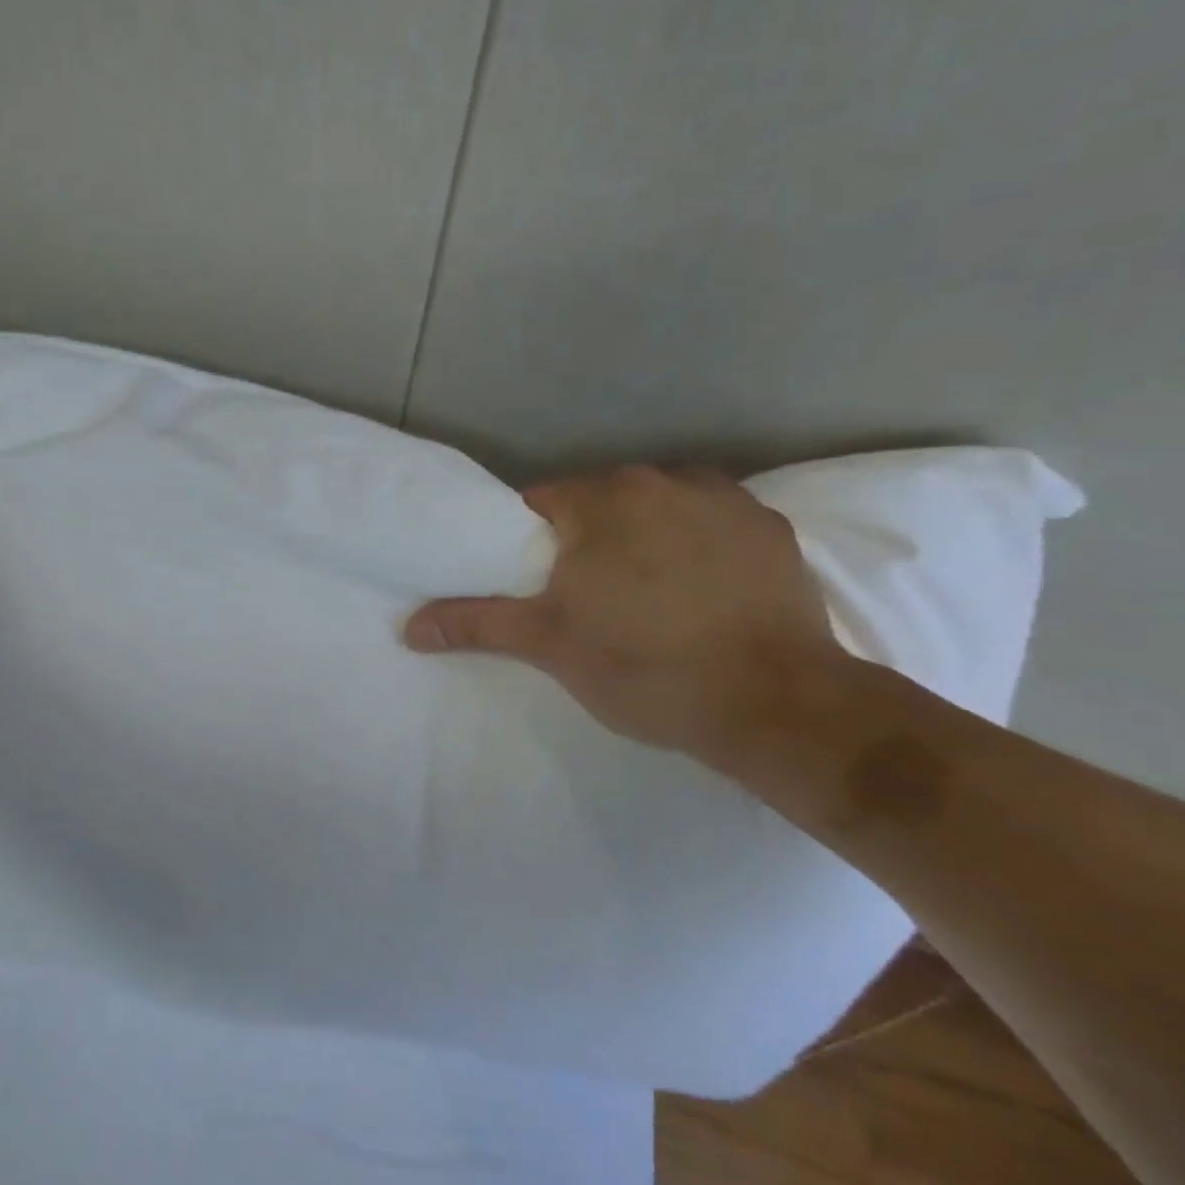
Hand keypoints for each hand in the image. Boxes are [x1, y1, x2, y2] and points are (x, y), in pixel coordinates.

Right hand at [404, 466, 840, 764]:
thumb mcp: (548, 645)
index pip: (538, 503)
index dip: (527, 542)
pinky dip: (695, 547)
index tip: (533, 583)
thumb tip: (408, 626)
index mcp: (600, 500)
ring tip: (645, 597)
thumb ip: (476, 624)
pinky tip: (700, 593)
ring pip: (655, 510)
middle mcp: (661, 480)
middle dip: (583, 540)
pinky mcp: (770, 528)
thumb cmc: (645, 666)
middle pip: (598, 503)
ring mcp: (724, 499)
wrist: (776, 704)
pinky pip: (710, 525)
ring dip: (640, 539)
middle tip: (582, 598)